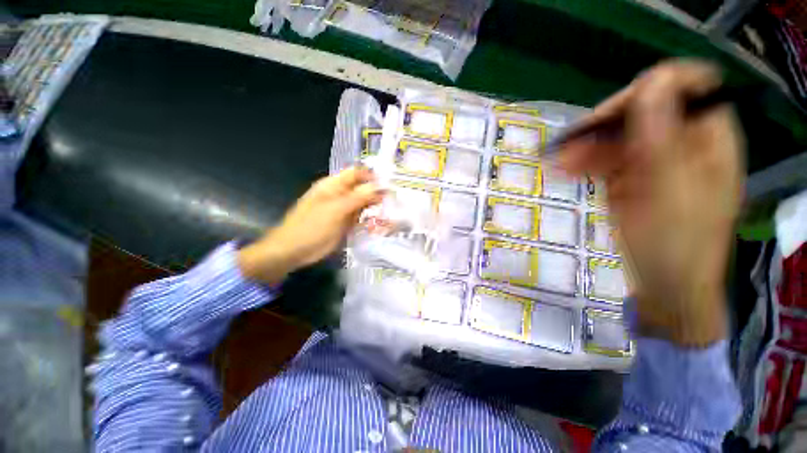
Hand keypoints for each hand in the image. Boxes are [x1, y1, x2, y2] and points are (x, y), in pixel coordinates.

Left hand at [238, 166, 382, 285]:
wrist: (294, 251)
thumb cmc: (312, 227)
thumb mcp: (336, 210)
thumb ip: (358, 197)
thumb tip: (380, 186)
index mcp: (334, 185)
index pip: (357, 173)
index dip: (373, 176)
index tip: (391, 183)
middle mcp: (340, 194)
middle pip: (362, 188)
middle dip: (378, 193)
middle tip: (395, 200)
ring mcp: (343, 210)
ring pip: (364, 204)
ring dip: (376, 207)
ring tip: (391, 212)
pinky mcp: (345, 223)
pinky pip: (361, 218)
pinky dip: (370, 220)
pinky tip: (381, 224)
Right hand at [561, 60, 744, 346]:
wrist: (665, 285)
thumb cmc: (676, 245)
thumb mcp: (670, 192)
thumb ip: (663, 138)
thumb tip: (651, 82)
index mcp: (709, 138)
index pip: (686, 84)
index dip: (650, 89)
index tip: (613, 116)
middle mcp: (684, 140)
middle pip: (645, 108)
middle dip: (606, 125)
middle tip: (570, 145)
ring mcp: (655, 158)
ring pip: (619, 134)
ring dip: (588, 145)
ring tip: (559, 163)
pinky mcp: (632, 176)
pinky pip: (607, 157)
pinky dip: (585, 161)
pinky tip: (566, 169)